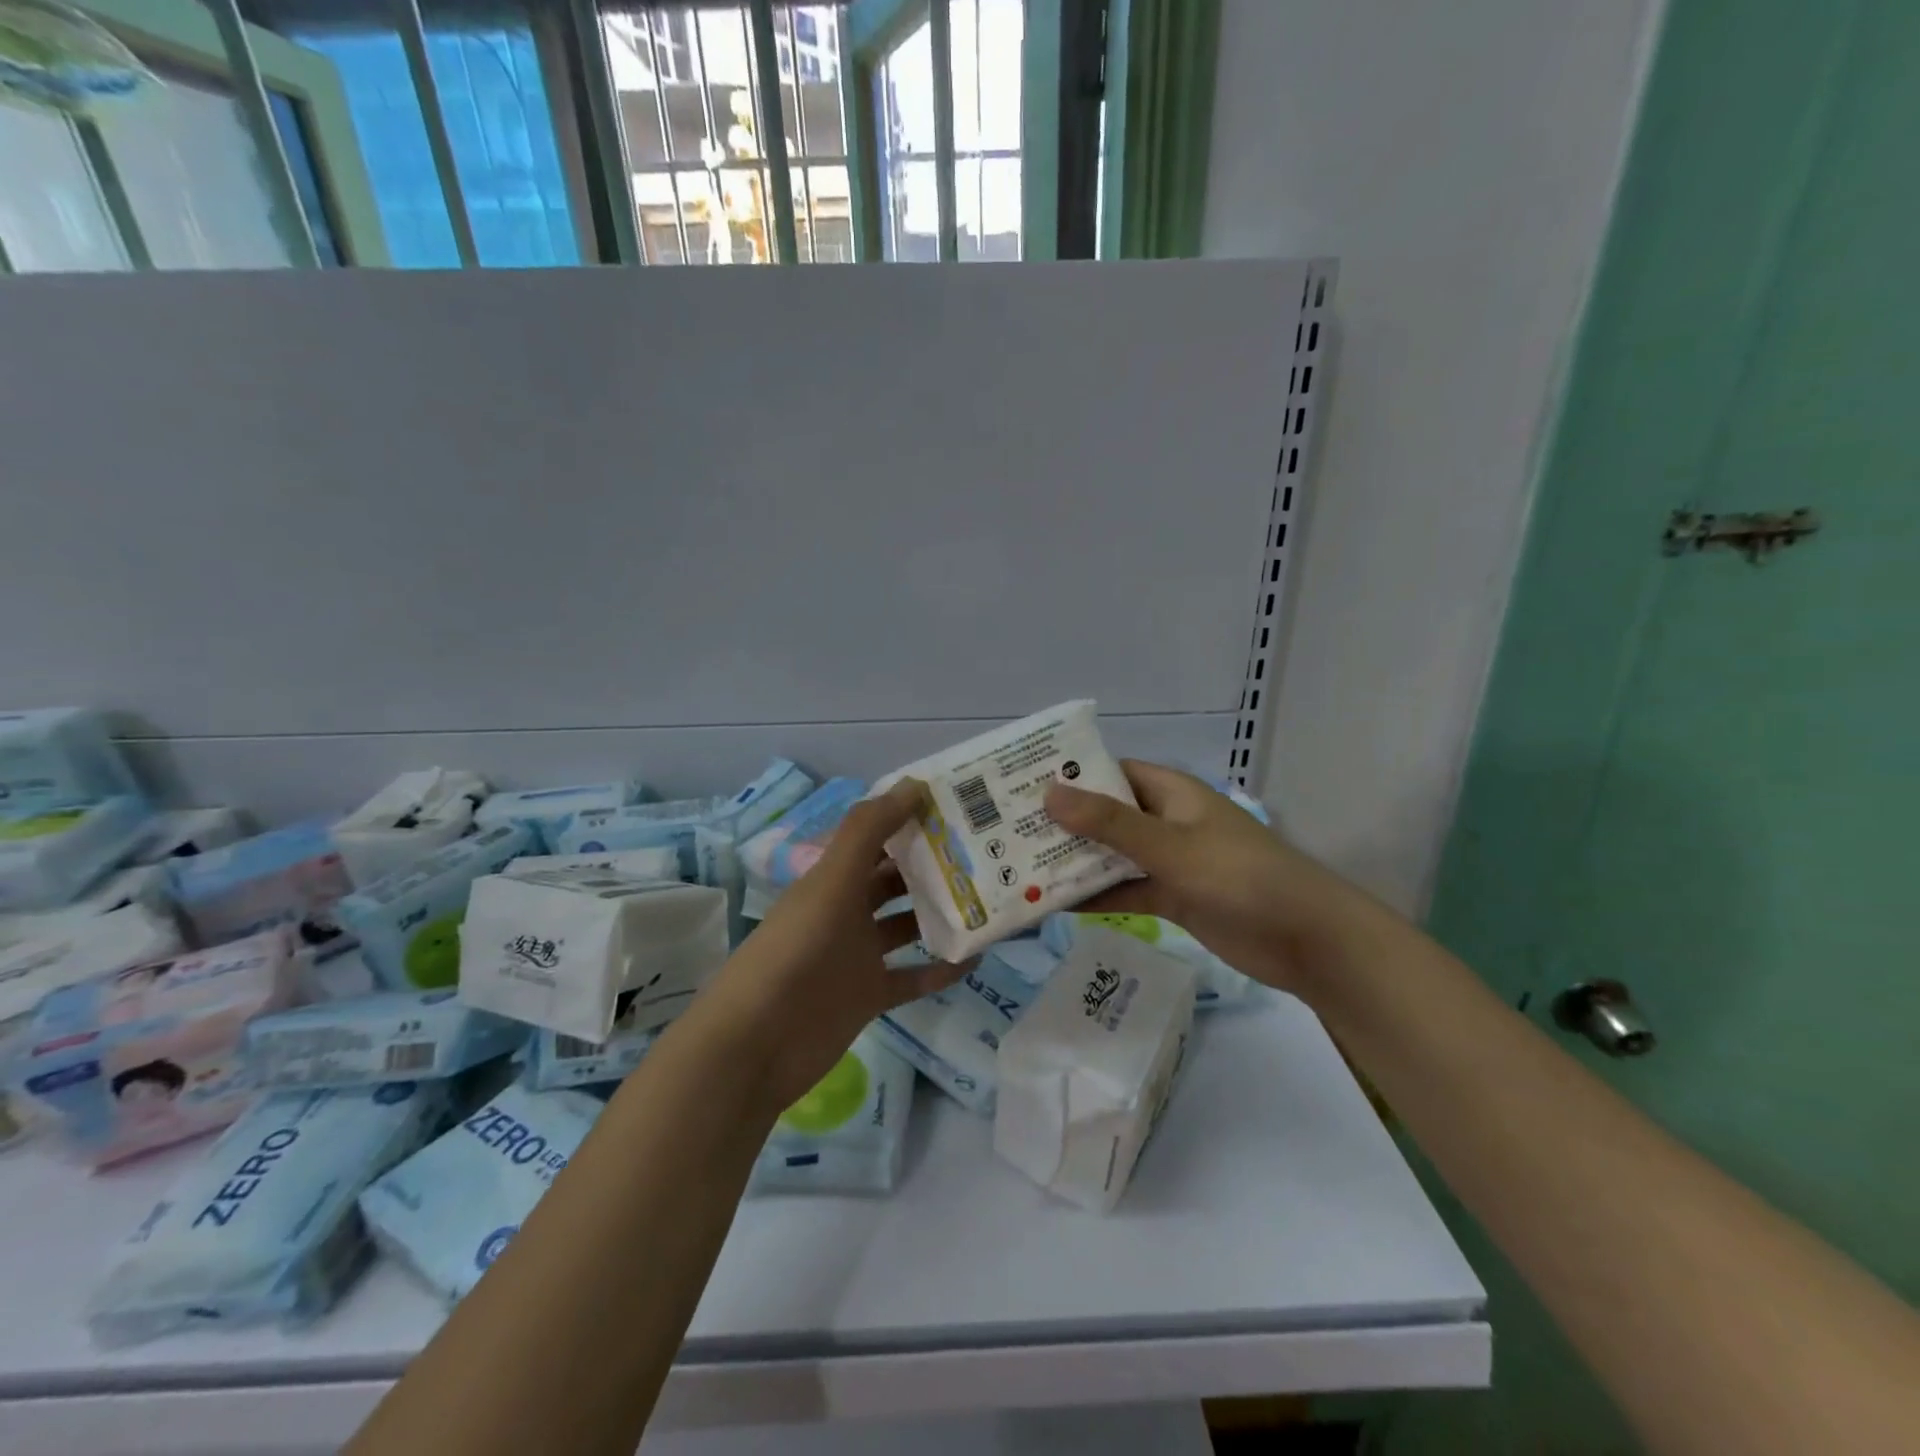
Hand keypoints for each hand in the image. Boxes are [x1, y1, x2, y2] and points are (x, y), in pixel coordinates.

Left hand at [692, 778, 965, 1112]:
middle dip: (933, 865)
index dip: (909, 819)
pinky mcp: (870, 996)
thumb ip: (868, 831)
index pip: (876, 838)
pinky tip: (977, 958)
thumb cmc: (796, 952)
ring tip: (989, 899)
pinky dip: (942, 969)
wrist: (758, 1044)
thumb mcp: (831, 883)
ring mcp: (858, 955)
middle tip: (985, 851)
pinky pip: (914, 977)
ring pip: (908, 925)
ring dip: (941, 913)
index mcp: (833, 879)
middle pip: (895, 880)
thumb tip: (914, 784)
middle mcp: (847, 911)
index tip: (957, 806)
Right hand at [1044, 760, 1368, 995]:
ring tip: (1018, 871)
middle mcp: (1165, 821)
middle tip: (1006, 835)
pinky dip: (1096, 897)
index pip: (1109, 773)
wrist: (1307, 940)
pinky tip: (1054, 907)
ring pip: (1111, 856)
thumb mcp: (1170, 846)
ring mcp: (1169, 861)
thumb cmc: (1241, 877)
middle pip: (1104, 816)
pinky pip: (1125, 891)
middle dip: (1062, 825)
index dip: (1068, 778)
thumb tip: (1048, 793)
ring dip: (1074, 864)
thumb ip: (1110, 824)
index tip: (1020, 788)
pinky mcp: (1173, 898)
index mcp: (1170, 792)